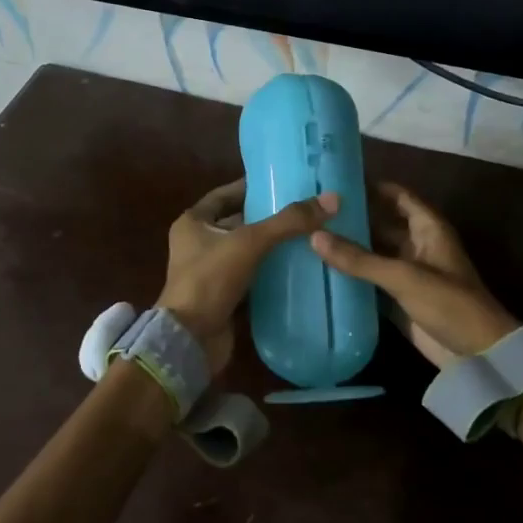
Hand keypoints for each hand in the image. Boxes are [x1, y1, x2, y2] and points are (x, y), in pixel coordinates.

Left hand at [158, 179, 339, 371]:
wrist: (190, 340)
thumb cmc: (210, 280)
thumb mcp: (249, 243)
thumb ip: (289, 222)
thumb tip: (332, 199)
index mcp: (193, 223)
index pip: (224, 195)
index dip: (250, 187)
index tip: (282, 182)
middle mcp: (197, 244)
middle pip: (237, 223)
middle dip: (267, 218)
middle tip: (303, 210)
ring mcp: (209, 273)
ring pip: (246, 252)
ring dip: (271, 247)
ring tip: (308, 237)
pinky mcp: (222, 297)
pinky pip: (250, 278)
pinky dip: (270, 274)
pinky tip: (297, 270)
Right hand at [310, 182, 517, 367]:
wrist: (476, 353)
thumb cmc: (448, 303)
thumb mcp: (403, 276)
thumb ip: (360, 258)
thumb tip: (314, 235)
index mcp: (428, 229)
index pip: (398, 196)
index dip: (372, 186)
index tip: (337, 180)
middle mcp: (417, 245)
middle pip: (382, 223)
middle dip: (353, 218)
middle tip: (312, 210)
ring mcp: (408, 273)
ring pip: (375, 252)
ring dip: (350, 247)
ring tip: (309, 235)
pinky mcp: (399, 298)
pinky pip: (372, 280)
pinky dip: (352, 275)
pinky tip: (322, 270)